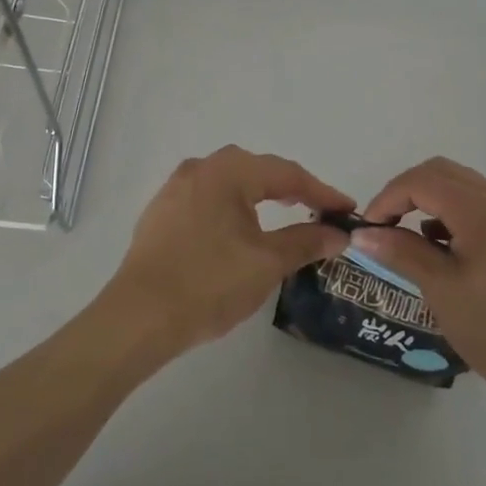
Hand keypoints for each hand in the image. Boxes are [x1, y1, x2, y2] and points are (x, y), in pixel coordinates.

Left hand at [104, 146, 353, 356]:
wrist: (138, 317)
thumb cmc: (209, 283)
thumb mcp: (266, 263)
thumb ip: (305, 241)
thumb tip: (338, 233)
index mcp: (228, 171)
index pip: (286, 174)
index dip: (321, 191)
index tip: (347, 210)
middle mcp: (200, 168)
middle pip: (256, 170)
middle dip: (290, 189)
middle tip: (318, 209)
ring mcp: (175, 188)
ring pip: (230, 183)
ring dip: (260, 196)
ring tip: (284, 214)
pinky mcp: (161, 212)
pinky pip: (208, 199)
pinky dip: (233, 208)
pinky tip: (239, 230)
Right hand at [354, 158, 485, 428]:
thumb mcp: (441, 290)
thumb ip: (401, 252)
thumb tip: (363, 234)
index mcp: (482, 210)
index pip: (422, 181)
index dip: (388, 197)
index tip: (369, 228)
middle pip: (444, 172)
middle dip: (408, 191)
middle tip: (386, 225)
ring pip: (466, 187)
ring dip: (433, 201)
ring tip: (415, 242)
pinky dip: (458, 214)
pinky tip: (450, 250)